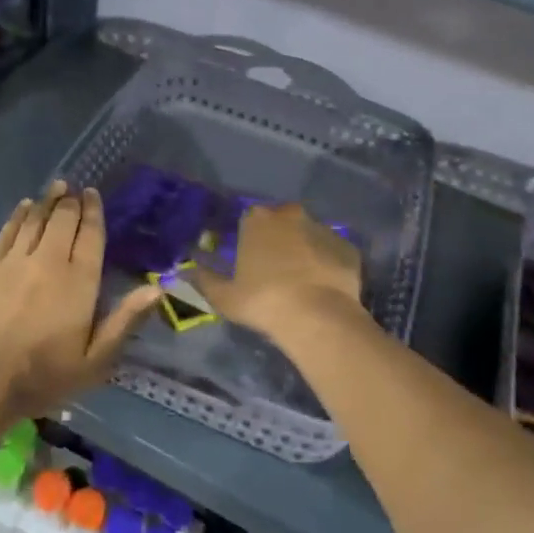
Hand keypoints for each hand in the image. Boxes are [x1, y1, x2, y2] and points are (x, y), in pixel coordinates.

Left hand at [0, 182, 162, 417]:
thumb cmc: (43, 376)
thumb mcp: (95, 360)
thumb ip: (125, 320)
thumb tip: (157, 288)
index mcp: (80, 281)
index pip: (91, 235)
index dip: (93, 211)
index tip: (93, 194)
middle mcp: (49, 261)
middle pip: (63, 220)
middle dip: (70, 201)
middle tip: (73, 189)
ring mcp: (14, 260)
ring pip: (35, 220)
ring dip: (47, 201)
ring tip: (55, 188)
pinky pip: (7, 231)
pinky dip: (19, 215)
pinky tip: (24, 207)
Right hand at [190, 202, 366, 338]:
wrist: (318, 317)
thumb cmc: (263, 301)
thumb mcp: (223, 296)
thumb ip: (204, 279)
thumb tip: (186, 271)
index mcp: (257, 220)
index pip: (249, 220)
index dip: (249, 239)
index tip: (248, 260)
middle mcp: (291, 215)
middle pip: (281, 222)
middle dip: (277, 239)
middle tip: (274, 269)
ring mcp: (323, 228)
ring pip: (308, 235)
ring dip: (303, 250)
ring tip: (301, 281)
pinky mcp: (347, 247)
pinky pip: (331, 252)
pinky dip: (327, 263)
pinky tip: (323, 287)